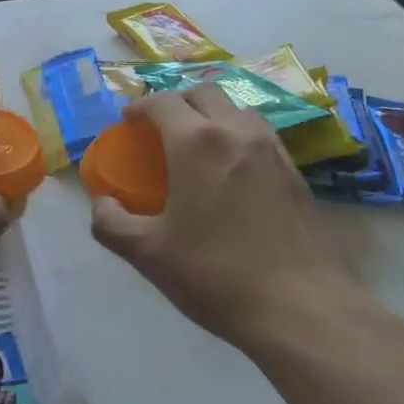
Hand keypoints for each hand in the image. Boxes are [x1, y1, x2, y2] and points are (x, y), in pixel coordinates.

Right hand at [90, 84, 360, 350]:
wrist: (302, 310)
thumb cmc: (216, 275)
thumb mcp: (148, 254)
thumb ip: (111, 223)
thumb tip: (101, 204)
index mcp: (196, 142)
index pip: (162, 102)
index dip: (140, 106)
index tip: (128, 121)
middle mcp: (236, 133)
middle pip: (203, 93)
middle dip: (177, 101)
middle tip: (161, 127)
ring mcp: (273, 150)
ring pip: (238, 109)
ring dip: (212, 114)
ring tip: (198, 144)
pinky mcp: (297, 173)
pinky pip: (261, 135)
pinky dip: (239, 136)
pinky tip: (233, 172)